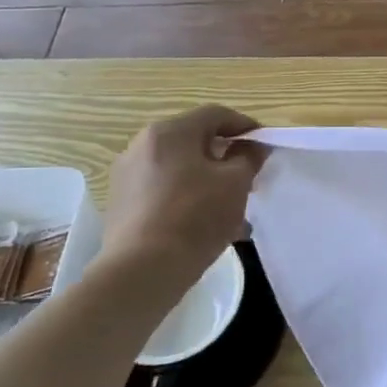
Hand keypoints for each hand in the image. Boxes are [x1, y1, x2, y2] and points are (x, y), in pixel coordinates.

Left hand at [101, 106, 266, 270]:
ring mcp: (127, 175)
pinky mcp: (121, 203)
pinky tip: (204, 224)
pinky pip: (163, 190)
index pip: (216, 115)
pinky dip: (186, 197)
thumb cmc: (195, 217)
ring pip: (179, 168)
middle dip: (225, 157)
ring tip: (230, 208)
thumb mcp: (236, 184)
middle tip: (248, 178)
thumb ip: (249, 158)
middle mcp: (142, 145)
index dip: (245, 126)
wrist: (141, 271)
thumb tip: (253, 146)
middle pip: (194, 141)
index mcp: (169, 132)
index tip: (265, 146)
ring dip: (207, 180)